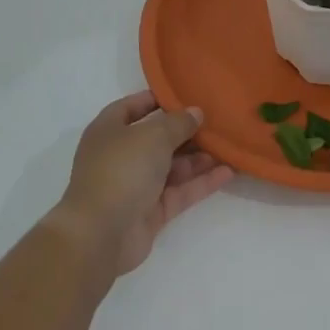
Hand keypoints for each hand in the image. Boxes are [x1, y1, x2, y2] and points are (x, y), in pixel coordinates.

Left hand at [55, 92, 234, 274]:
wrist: (100, 234)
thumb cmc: (122, 169)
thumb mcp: (153, 135)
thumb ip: (178, 123)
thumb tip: (196, 113)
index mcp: (109, 129)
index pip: (134, 107)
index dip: (158, 99)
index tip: (187, 95)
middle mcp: (121, 155)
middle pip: (158, 138)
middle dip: (187, 132)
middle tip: (218, 122)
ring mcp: (136, 185)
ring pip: (172, 167)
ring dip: (199, 158)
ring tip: (229, 146)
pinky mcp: (150, 212)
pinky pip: (180, 191)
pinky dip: (201, 182)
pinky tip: (228, 172)